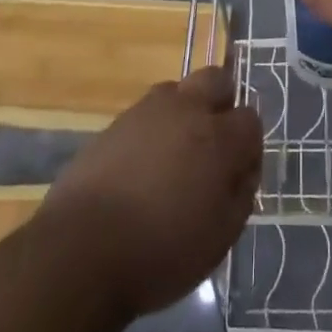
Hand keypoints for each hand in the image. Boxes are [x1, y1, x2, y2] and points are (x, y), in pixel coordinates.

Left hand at [41, 67, 261, 318]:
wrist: (81, 250)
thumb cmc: (161, 251)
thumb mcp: (220, 237)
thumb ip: (241, 194)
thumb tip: (243, 169)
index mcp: (218, 137)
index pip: (250, 119)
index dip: (249, 146)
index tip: (239, 175)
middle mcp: (186, 109)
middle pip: (217, 80)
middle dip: (222, 104)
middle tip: (213, 147)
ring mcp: (147, 110)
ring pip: (179, 90)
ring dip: (186, 112)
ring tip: (175, 155)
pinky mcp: (116, 121)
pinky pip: (147, 112)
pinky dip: (154, 129)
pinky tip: (143, 166)